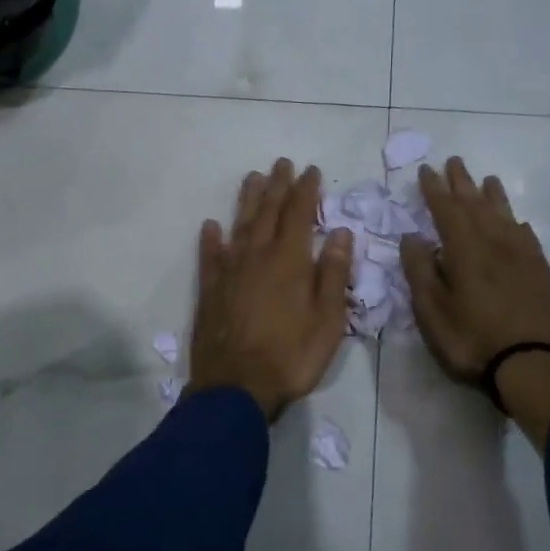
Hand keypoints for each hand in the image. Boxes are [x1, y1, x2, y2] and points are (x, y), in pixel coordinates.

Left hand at [189, 159, 353, 421]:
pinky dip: (210, 239)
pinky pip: (209, 256)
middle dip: (277, 186)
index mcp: (289, 261)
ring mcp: (230, 271)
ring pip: (239, 226)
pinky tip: (210, 225)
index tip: (311, 170)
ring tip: (252, 178)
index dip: (306, 190)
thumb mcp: (328, 320)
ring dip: (247, 201)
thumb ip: (333, 274)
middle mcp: (257, 256)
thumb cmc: (291, 356)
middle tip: (281, 163)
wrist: (236, 387)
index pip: (299, 214)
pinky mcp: (210, 290)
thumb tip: (340, 232)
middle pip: (268, 212)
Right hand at [399, 157, 549, 379]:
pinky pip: (525, 235)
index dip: (434, 188)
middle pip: (476, 204)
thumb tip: (412, 236)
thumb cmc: (471, 338)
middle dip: (461, 182)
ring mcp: (521, 255)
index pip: (446, 208)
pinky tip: (515, 222)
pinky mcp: (538, 271)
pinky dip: (515, 222)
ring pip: (504, 215)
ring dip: (491, 195)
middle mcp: (494, 242)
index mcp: (464, 249)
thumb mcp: (431, 309)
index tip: (426, 170)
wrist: (531, 363)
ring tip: (486, 180)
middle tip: (453, 161)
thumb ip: (420, 269)